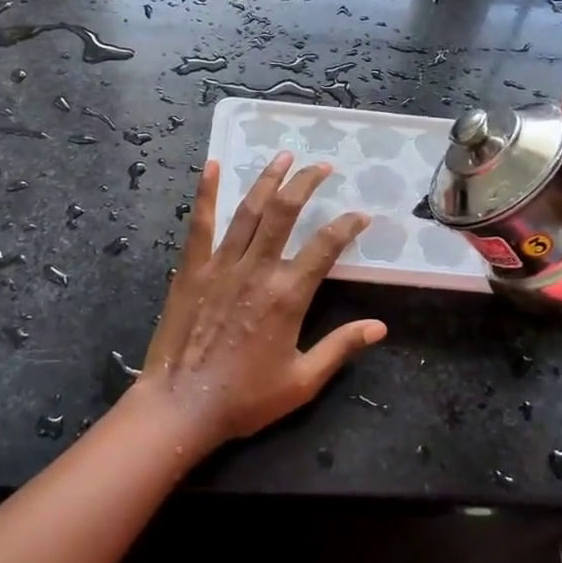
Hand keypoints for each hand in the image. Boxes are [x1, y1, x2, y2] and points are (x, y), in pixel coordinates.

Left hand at [125, 154, 386, 449]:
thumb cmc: (245, 398)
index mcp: (288, 295)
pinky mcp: (192, 269)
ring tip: (283, 155)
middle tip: (321, 165)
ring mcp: (221, 265)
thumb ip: (341, 347)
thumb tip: (380, 326)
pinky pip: (201, 224)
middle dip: (306, 183)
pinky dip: (207, 193)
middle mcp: (257, 270)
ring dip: (268, 180)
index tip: (360, 214)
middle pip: (286, 213)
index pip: (326, 246)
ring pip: (249, 211)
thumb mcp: (303, 381)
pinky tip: (214, 166)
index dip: (347, 225)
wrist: (182, 406)